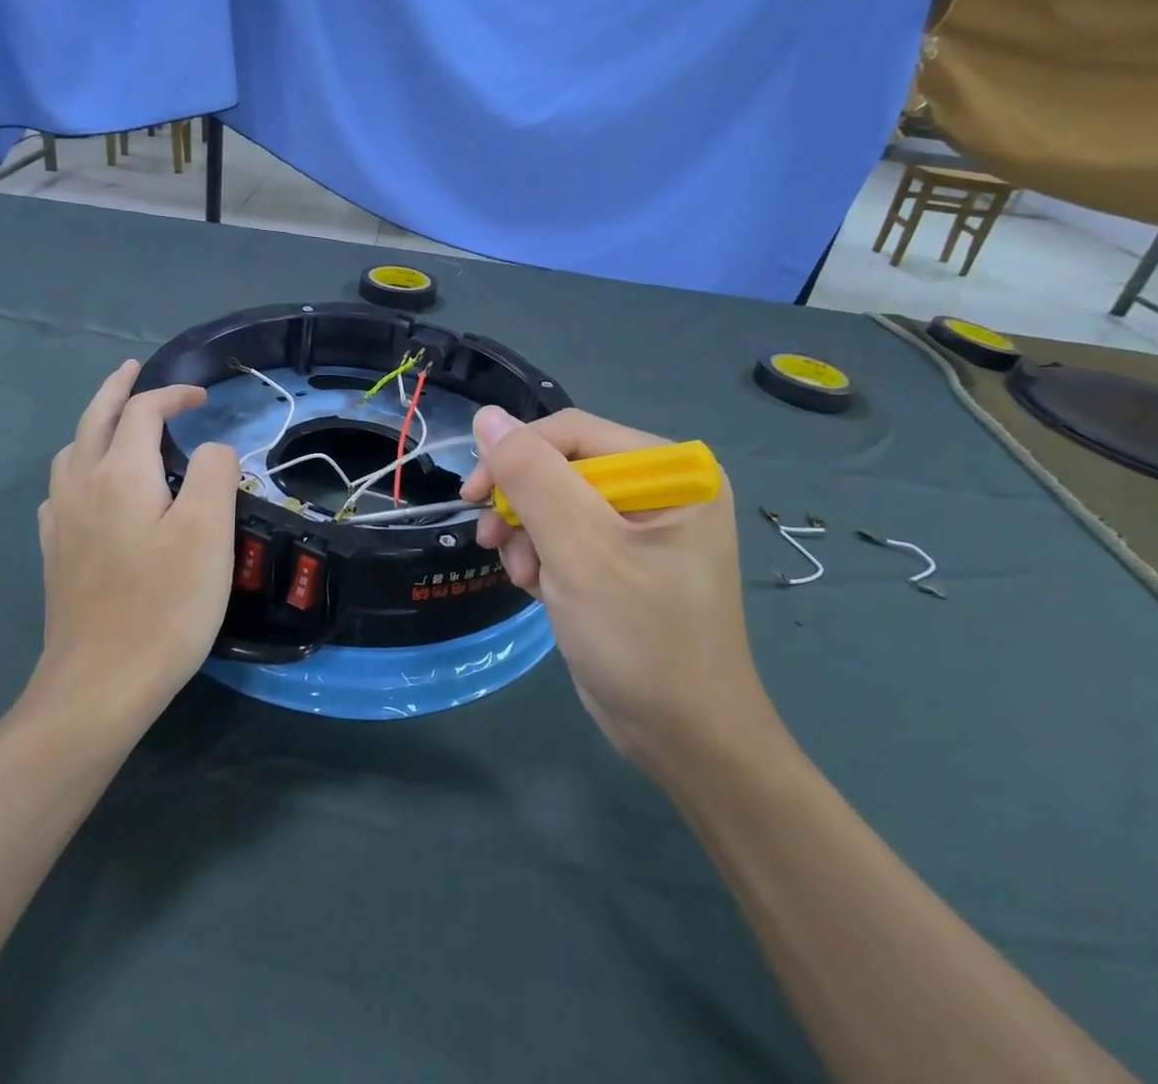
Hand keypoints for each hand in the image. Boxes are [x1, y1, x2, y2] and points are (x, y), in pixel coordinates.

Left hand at [31, 361, 240, 731]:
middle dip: (116, 388)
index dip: (173, 394)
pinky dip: (80, 465)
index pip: (143, 410)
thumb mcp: (209, 532)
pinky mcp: (55, 552)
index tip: (205, 399)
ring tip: (116, 421)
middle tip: (133, 368)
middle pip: (94, 417)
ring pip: (72, 450)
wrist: (100, 683)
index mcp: (120, 472)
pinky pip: (61, 487)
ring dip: (95, 423)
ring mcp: (61, 520)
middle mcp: (81, 484)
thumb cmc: (165, 604)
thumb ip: (215, 472)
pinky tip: (91, 487)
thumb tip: (212, 449)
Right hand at [461, 407, 775, 780]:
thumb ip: (532, 476)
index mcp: (672, 470)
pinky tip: (540, 589)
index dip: (515, 454)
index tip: (472, 495)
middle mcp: (661, 487)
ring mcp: (642, 525)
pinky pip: (566, 534)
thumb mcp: (580, 550)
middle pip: (562, 466)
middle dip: (523, 505)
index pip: (573, 433)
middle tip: (492, 543)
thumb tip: (487, 417)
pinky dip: (542, 557)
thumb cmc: (642, 639)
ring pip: (555, 501)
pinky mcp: (623, 558)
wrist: (684, 741)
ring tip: (523, 577)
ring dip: (528, 535)